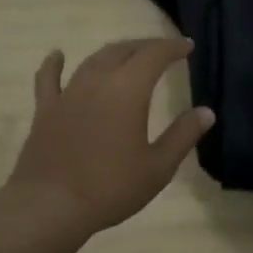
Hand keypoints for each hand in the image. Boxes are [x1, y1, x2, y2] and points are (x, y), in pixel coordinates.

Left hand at [2, 37, 213, 244]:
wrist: (50, 206)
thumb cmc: (111, 188)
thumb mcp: (157, 167)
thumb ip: (182, 135)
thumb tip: (206, 112)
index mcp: (128, 91)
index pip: (154, 55)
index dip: (172, 47)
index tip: (187, 47)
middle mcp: (97, 82)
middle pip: (122, 51)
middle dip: (145, 47)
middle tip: (162, 51)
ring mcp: (67, 94)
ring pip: (92, 60)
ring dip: (113, 53)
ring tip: (126, 54)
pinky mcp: (45, 110)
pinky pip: (49, 79)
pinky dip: (55, 63)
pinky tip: (57, 55)